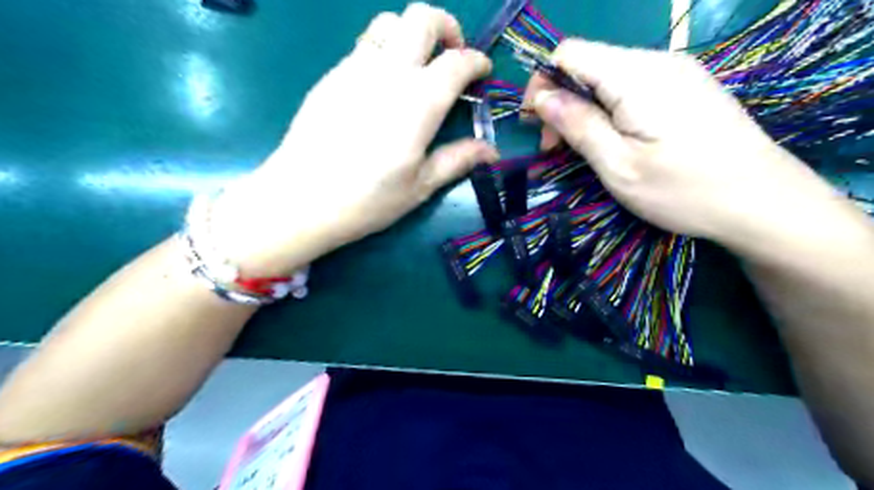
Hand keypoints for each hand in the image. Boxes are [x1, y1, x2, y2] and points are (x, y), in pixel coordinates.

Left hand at [210, 4, 494, 276]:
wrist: (301, 199)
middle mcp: (389, 72)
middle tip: (451, 56)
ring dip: (411, 34)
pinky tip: (382, 86)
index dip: (477, 62)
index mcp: (419, 102)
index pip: (458, 62)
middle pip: (422, 18)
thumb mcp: (420, 186)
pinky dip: (384, 51)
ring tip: (416, 66)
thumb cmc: (367, 199)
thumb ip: (457, 160)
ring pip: (388, 22)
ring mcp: (355, 69)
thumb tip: (491, 150)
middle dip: (447, 27)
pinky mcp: (331, 76)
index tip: (483, 72)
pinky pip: (364, 46)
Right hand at [517, 38, 831, 244]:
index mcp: (636, 76)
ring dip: (584, 109)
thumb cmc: (684, 190)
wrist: (763, 201)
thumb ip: (578, 126)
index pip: (569, 53)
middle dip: (561, 102)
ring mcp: (676, 72)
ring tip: (583, 150)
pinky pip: (632, 87)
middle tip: (555, 149)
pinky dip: (609, 110)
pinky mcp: (686, 88)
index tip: (535, 125)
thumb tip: (542, 98)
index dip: (542, 83)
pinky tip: (613, 140)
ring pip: (608, 77)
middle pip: (588, 64)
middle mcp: (656, 62)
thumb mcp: (618, 165)